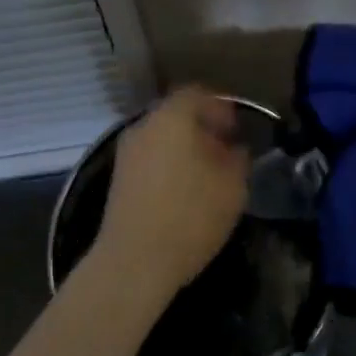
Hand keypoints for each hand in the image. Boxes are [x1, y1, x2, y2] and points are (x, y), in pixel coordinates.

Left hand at [97, 86, 248, 296]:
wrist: (134, 261)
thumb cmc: (190, 215)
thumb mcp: (233, 185)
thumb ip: (238, 158)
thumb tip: (234, 149)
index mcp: (172, 117)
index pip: (198, 94)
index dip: (220, 107)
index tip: (236, 129)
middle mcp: (144, 126)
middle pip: (176, 115)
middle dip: (202, 128)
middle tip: (224, 150)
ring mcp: (126, 153)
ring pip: (162, 138)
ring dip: (184, 148)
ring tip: (207, 174)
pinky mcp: (118, 179)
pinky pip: (150, 159)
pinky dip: (168, 165)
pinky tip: (184, 191)